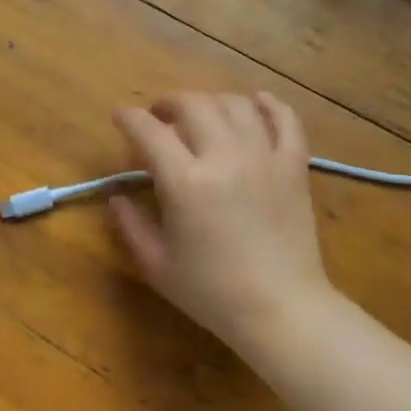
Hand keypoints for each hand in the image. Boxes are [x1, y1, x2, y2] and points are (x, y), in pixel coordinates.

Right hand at [110, 91, 332, 356]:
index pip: (149, 131)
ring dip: (211, 101)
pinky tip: (256, 102)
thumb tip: (116, 197)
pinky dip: (269, 104)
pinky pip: (286, 120)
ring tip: (200, 113)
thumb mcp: (157, 264)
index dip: (129, 118)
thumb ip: (131, 225)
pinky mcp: (294, 166)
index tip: (120, 117)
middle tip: (159, 115)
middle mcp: (224, 157)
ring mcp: (264, 157)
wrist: (280, 309)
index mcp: (185, 182)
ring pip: (235, 105)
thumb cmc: (211, 292)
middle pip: (193, 105)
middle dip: (169, 103)